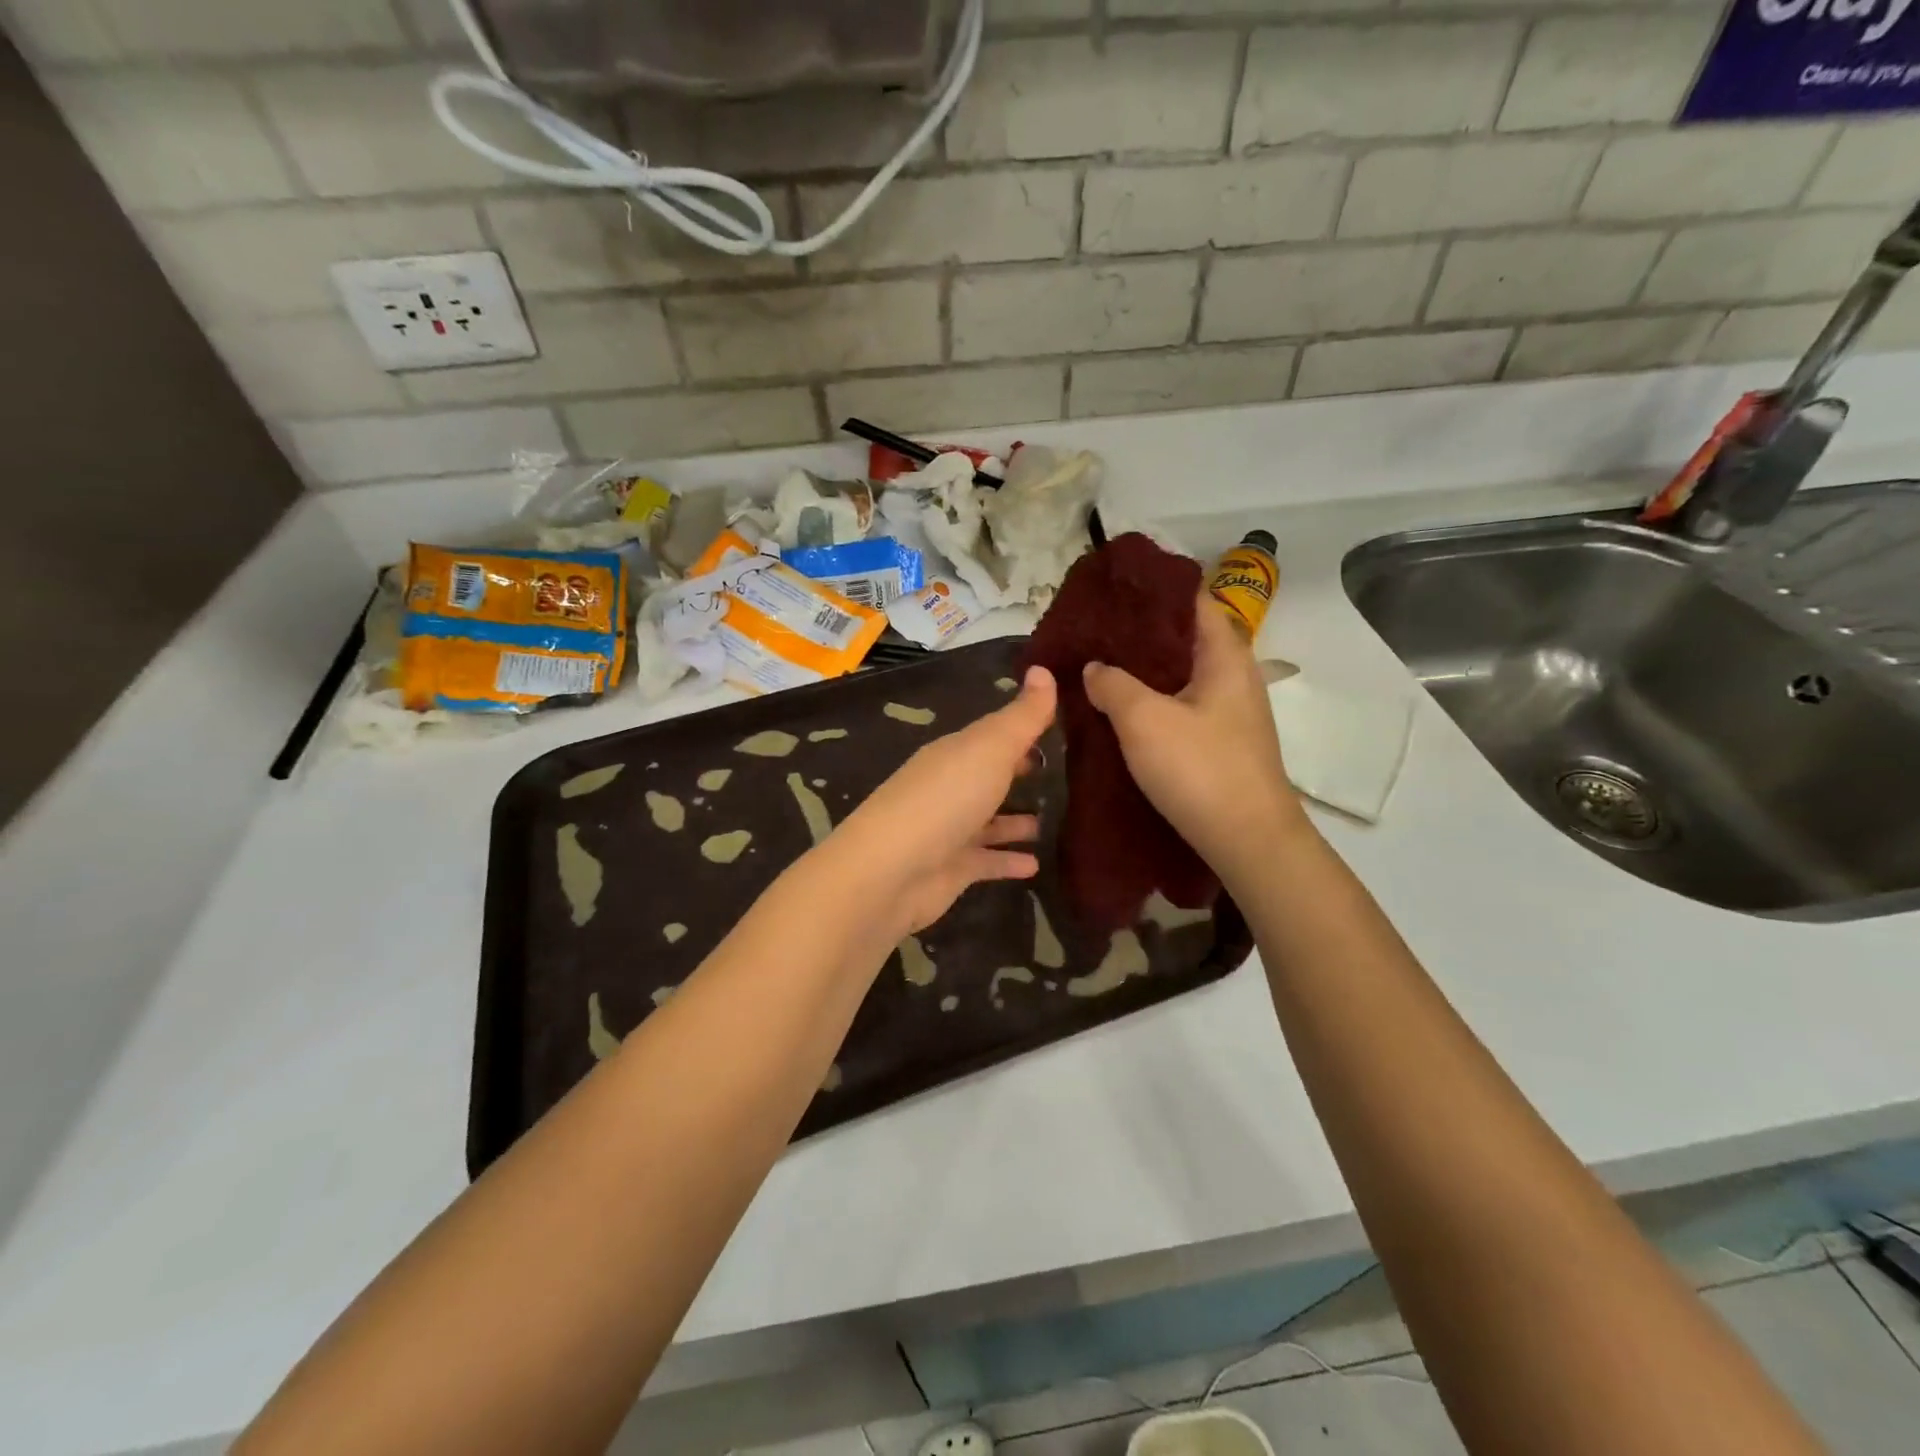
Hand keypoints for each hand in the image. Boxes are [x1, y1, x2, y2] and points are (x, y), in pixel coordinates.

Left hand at [829, 666, 1056, 933]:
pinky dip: (1008, 861)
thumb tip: (1044, 668)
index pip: (994, 736)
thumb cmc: (944, 799)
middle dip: (1020, 774)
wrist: (890, 871)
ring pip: (989, 821)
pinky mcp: (951, 869)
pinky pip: (987, 861)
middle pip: (989, 776)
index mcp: (956, 753)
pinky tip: (1036, 865)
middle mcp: (950, 788)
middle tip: (1063, 775)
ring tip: (1054, 822)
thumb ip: (1022, 716)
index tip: (1061, 730)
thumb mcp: (989, 748)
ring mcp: (950, 830)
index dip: (1024, 731)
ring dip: (1016, 821)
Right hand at [1083, 594, 1306, 879]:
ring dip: (1142, 670)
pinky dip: (1151, 700)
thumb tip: (1094, 668)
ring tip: (1096, 666)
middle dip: (1138, 632)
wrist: (1248, 840)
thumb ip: (1112, 684)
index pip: (1190, 600)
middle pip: (1182, 637)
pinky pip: (1179, 706)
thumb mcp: (1143, 720)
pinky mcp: (1220, 741)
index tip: (1110, 591)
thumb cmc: (1199, 768)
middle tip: (1092, 631)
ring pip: (1179, 675)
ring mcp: (1229, 711)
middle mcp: (1232, 675)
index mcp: (1224, 654)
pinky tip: (1118, 710)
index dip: (1152, 591)